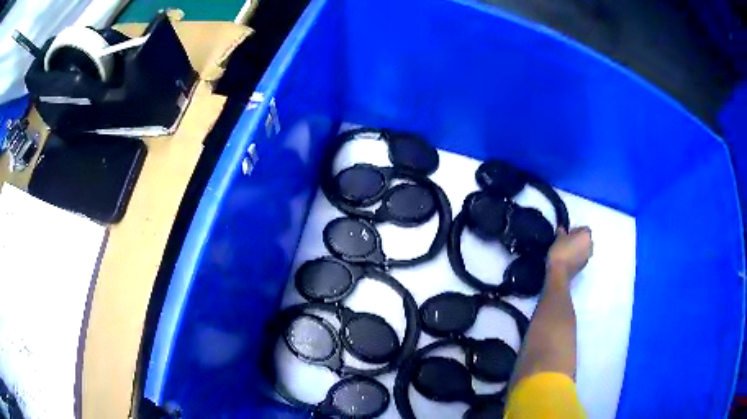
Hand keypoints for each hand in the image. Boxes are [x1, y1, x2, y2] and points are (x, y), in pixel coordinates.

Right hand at [547, 226, 592, 281]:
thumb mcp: (558, 238)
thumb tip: (562, 229)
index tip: (568, 233)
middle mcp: (590, 246)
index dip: (576, 229)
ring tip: (567, 251)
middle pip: (586, 240)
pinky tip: (567, 259)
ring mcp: (587, 258)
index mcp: (586, 236)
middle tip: (568, 241)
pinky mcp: (583, 267)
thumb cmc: (561, 251)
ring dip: (578, 249)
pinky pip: (581, 258)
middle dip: (579, 240)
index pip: (585, 228)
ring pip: (584, 250)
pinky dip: (576, 257)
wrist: (559, 273)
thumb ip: (562, 231)